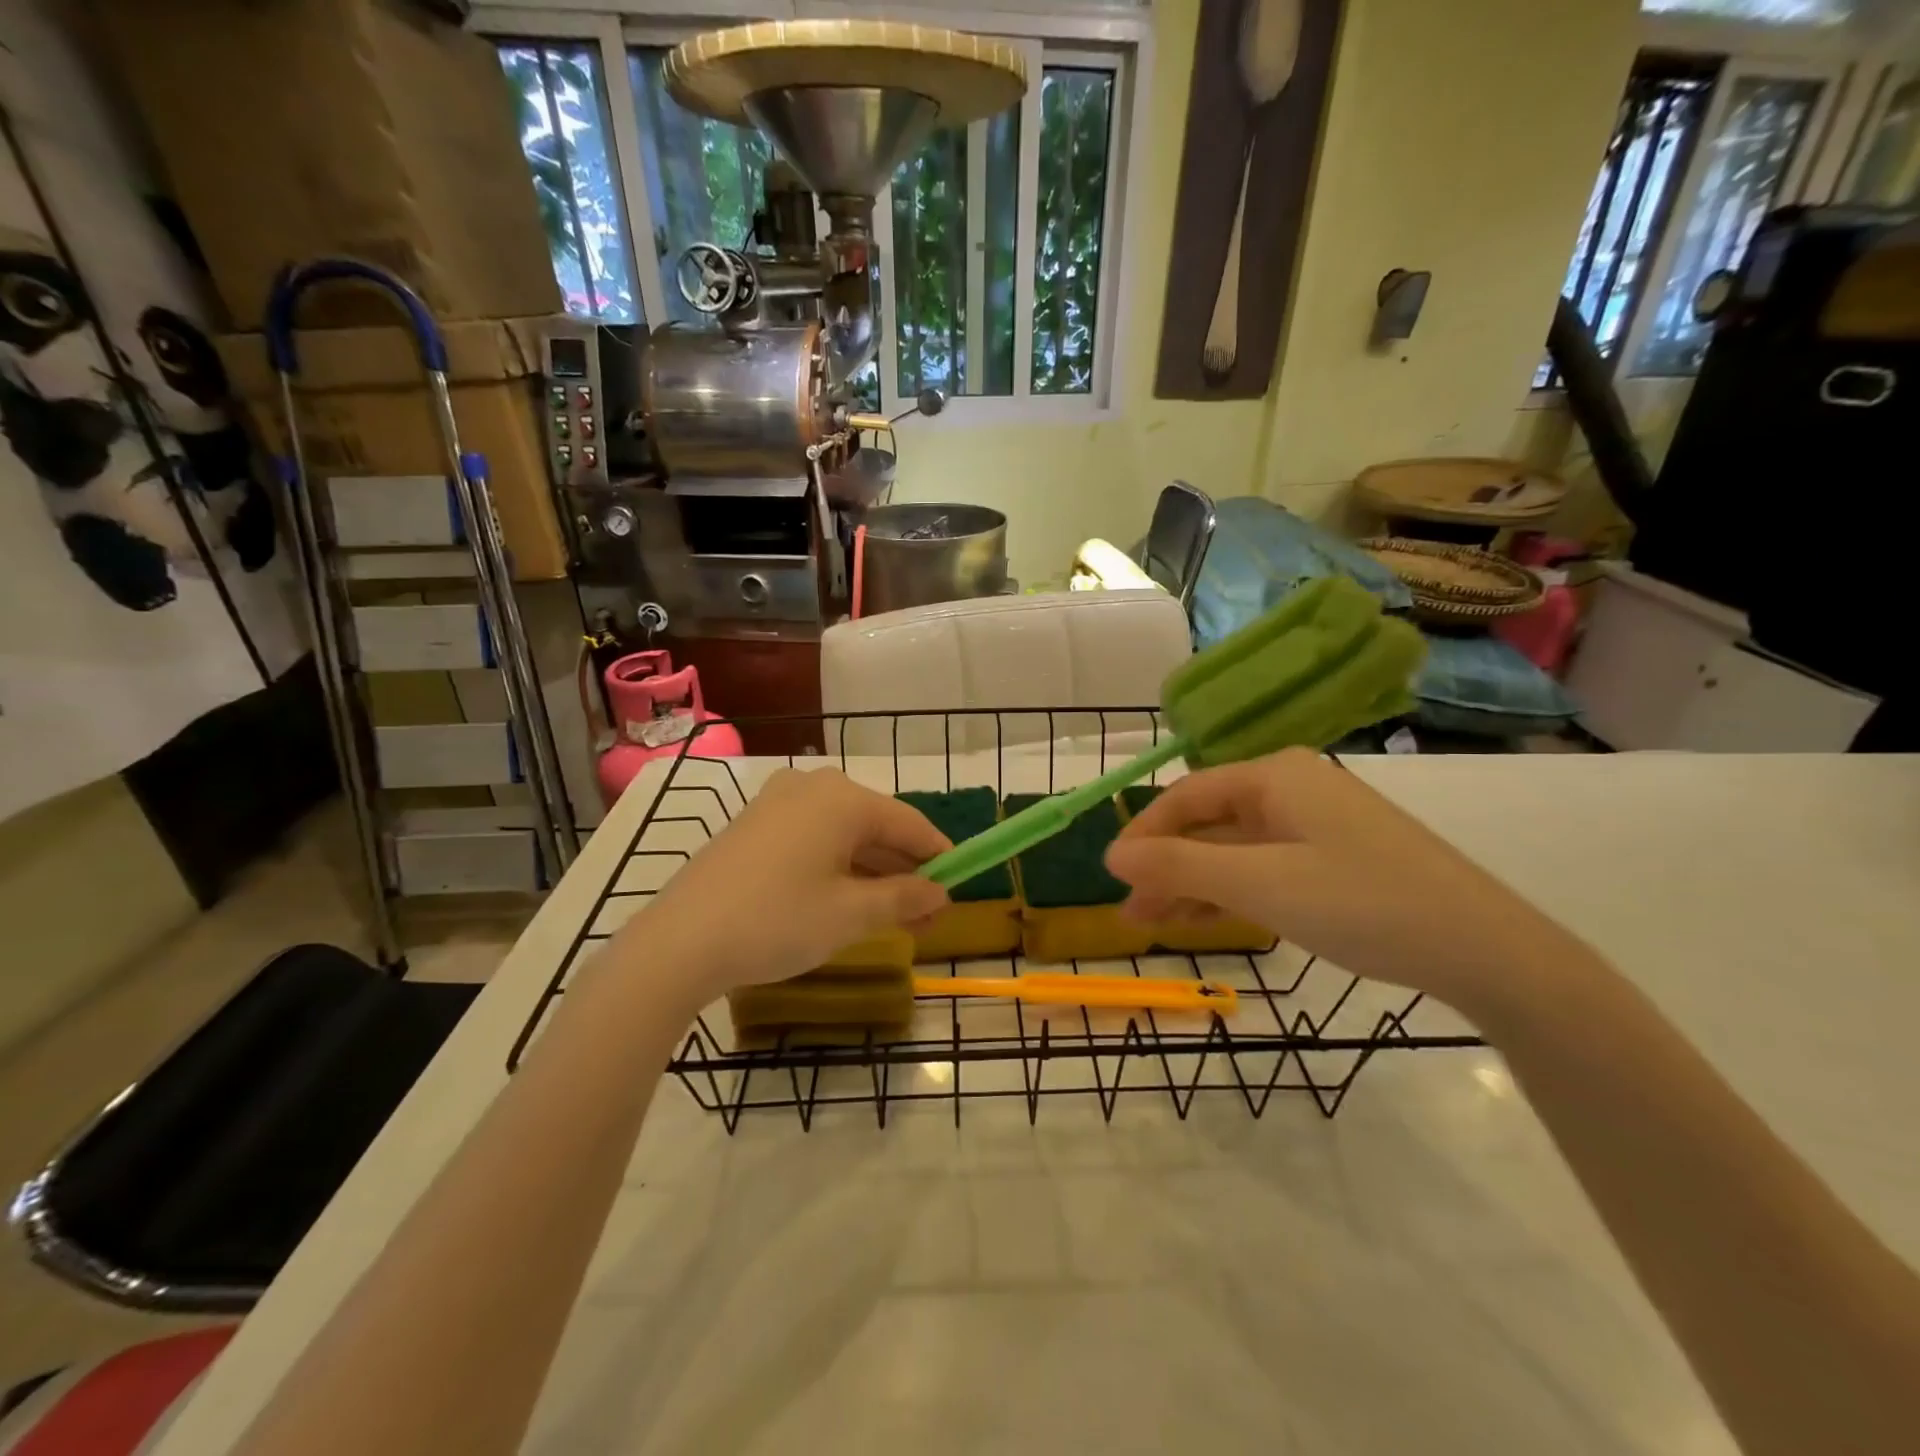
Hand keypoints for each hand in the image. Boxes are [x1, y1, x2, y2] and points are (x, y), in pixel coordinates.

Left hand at [607, 768, 950, 1011]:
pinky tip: (845, 900)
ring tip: (893, 915)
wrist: (679, 941)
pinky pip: (813, 838)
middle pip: (877, 826)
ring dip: (872, 872)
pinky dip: (837, 866)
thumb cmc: (777, 920)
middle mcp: (813, 787)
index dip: (939, 856)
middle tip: (926, 915)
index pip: (910, 823)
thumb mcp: (851, 914)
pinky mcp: (754, 824)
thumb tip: (940, 892)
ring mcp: (778, 802)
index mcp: (844, 798)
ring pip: (844, 834)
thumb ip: (904, 898)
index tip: (959, 886)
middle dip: (905, 870)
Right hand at [1105, 748, 1579, 1008]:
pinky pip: (1264, 866)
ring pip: (1234, 849)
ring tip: (1157, 924)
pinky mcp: (1335, 857)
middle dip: (1166, 866)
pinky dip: (1232, 891)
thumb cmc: (1361, 902)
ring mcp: (1316, 823)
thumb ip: (1179, 865)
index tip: (1114, 877)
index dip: (1143, 835)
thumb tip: (1111, 853)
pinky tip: (1208, 919)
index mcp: (1272, 775)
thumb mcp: (1258, 883)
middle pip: (1207, 823)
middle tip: (1132, 913)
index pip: (1185, 796)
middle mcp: (1291, 787)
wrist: (1485, 949)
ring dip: (1194, 883)